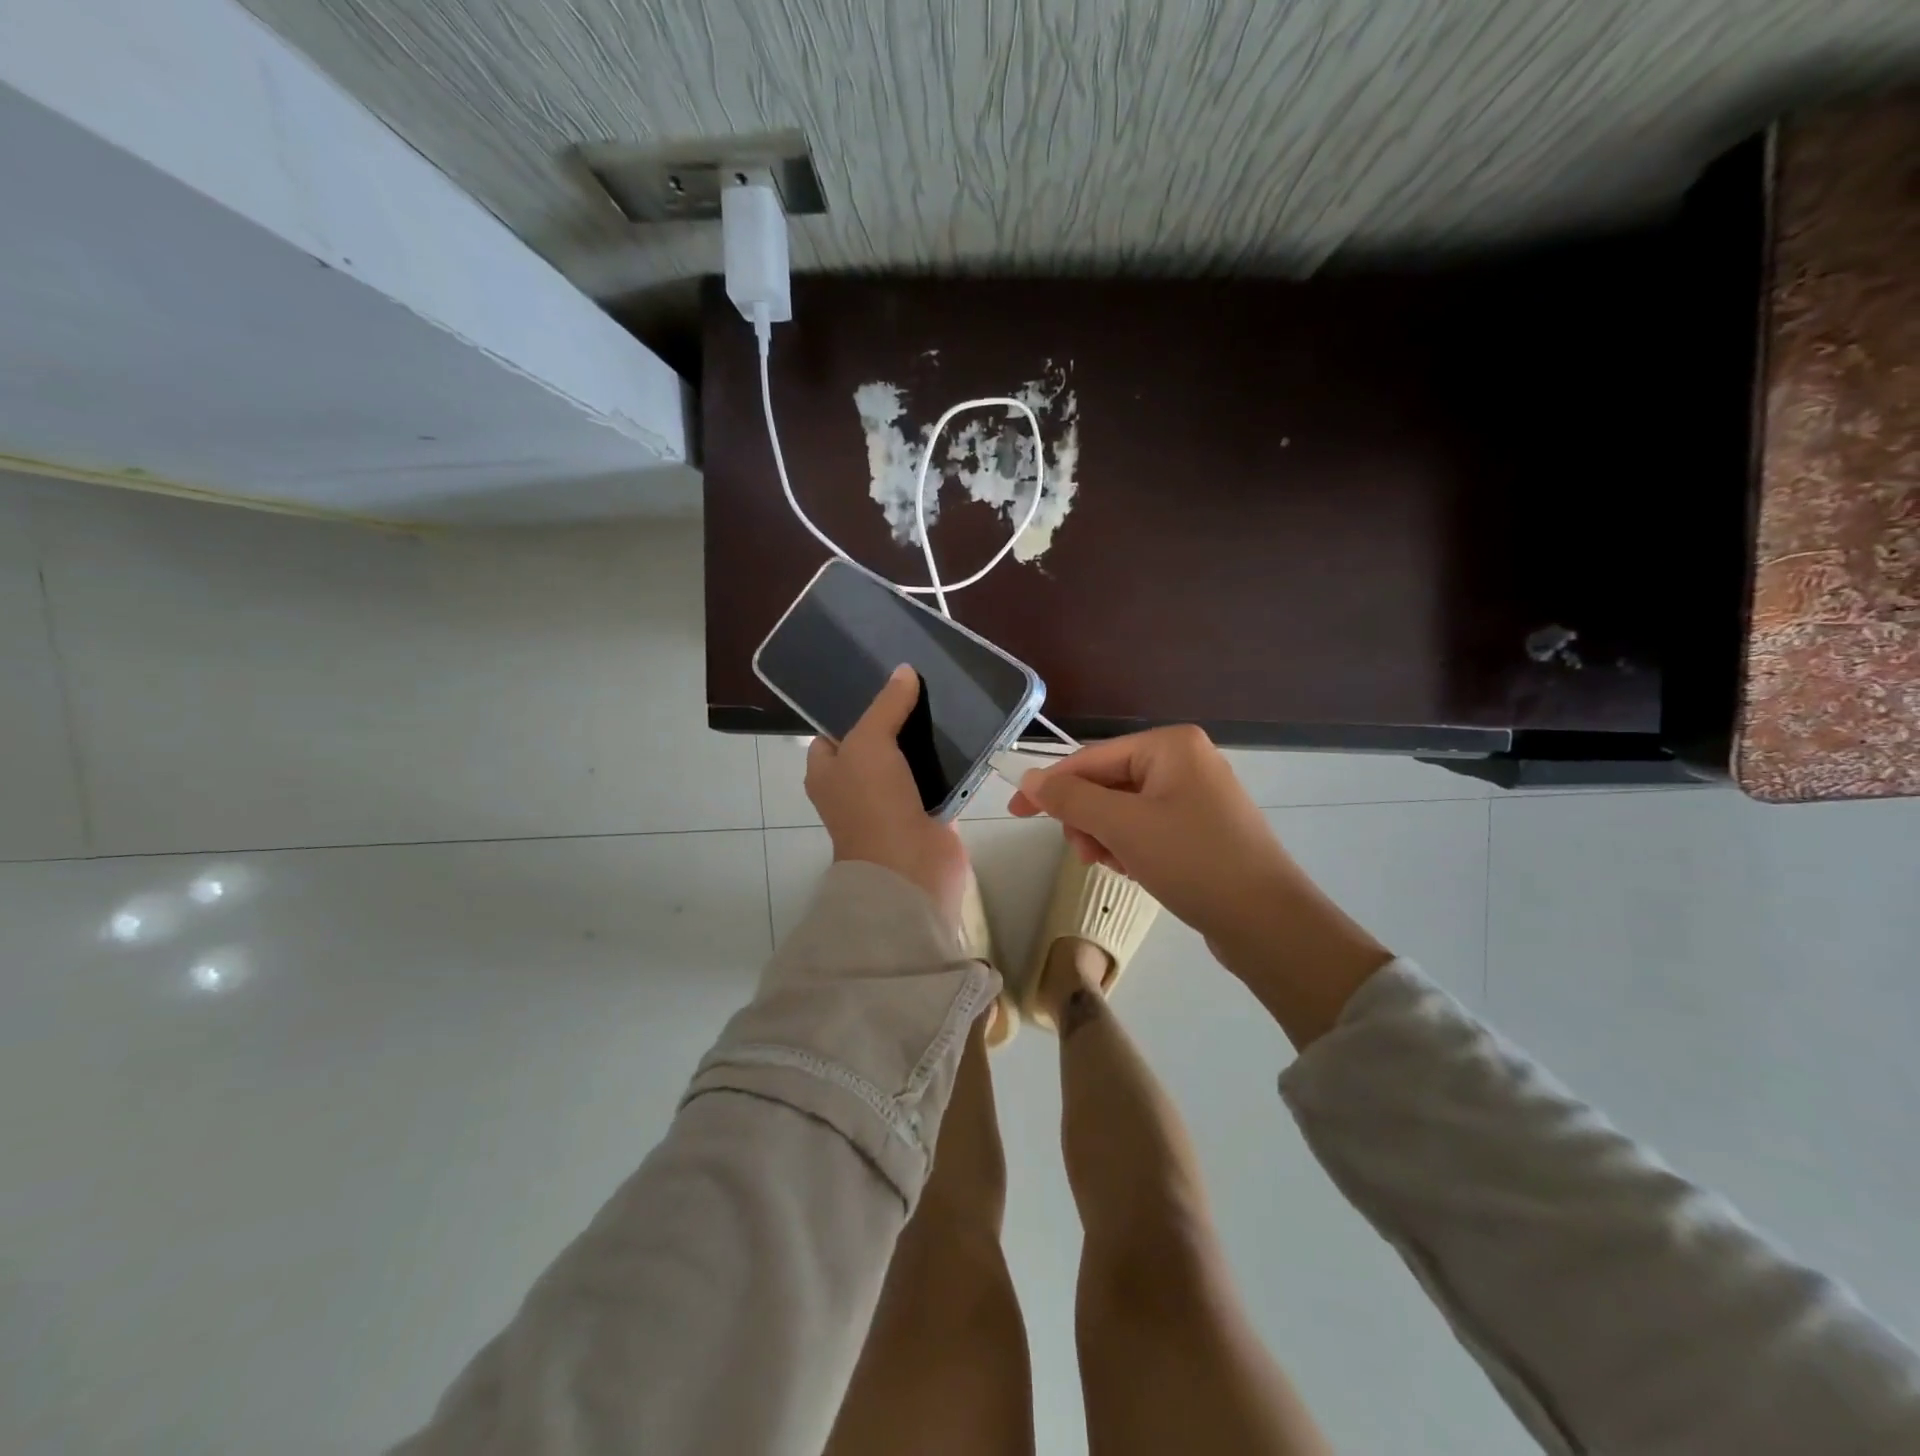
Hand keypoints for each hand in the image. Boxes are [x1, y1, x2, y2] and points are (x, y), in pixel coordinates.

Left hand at [806, 665, 969, 928]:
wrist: (909, 869)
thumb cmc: (873, 804)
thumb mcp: (868, 743)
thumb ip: (885, 706)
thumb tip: (903, 671)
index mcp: (828, 773)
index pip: (833, 733)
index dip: (851, 708)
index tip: (880, 681)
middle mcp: (857, 788)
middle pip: (877, 744)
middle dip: (897, 719)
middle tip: (922, 685)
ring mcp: (894, 802)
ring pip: (910, 761)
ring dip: (928, 739)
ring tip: (949, 700)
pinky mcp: (928, 813)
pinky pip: (940, 780)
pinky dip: (952, 763)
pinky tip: (969, 734)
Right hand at [1009, 725, 1292, 945]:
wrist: (1267, 922)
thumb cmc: (1192, 861)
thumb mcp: (1122, 826)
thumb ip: (1070, 798)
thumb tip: (1029, 778)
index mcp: (1171, 745)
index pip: (1092, 758)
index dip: (1051, 785)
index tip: (1015, 811)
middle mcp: (1186, 761)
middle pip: (1108, 783)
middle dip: (1089, 820)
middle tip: (1087, 855)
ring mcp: (1198, 796)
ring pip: (1125, 810)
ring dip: (1108, 838)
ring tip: (1117, 868)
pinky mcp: (1203, 829)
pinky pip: (1148, 828)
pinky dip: (1132, 848)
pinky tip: (1137, 872)